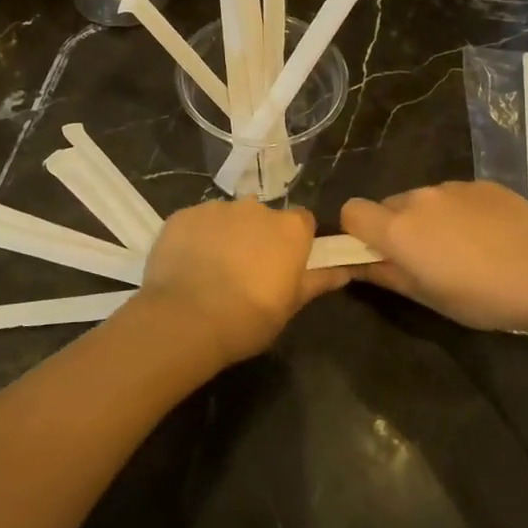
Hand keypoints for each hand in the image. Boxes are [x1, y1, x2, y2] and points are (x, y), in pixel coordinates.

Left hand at [137, 199, 347, 366]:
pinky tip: (188, 266)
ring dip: (226, 236)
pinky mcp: (183, 214)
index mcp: (289, 228)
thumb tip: (344, 270)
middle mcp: (255, 208)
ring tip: (212, 271)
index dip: (295, 242)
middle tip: (247, 272)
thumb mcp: (290, 306)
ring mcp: (216, 207)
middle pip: (263, 217)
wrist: (186, 319)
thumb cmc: (249, 318)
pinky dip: (196, 238)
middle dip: (258, 237)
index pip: (302, 222)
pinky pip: (196, 222)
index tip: (285, 265)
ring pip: (228, 217)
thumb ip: (317, 281)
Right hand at [341, 181, 527, 332]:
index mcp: (398, 228)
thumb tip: (359, 266)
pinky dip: (460, 212)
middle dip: (396, 229)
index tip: (376, 253)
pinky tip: (489, 237)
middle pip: (388, 206)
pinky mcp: (482, 184)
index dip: (357, 231)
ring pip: (423, 200)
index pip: (351, 211)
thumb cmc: (482, 296)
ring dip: (429, 220)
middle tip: (425, 259)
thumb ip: (387, 276)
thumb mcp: (428, 297)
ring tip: (463, 249)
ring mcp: (452, 187)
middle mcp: (418, 198)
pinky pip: (455, 195)